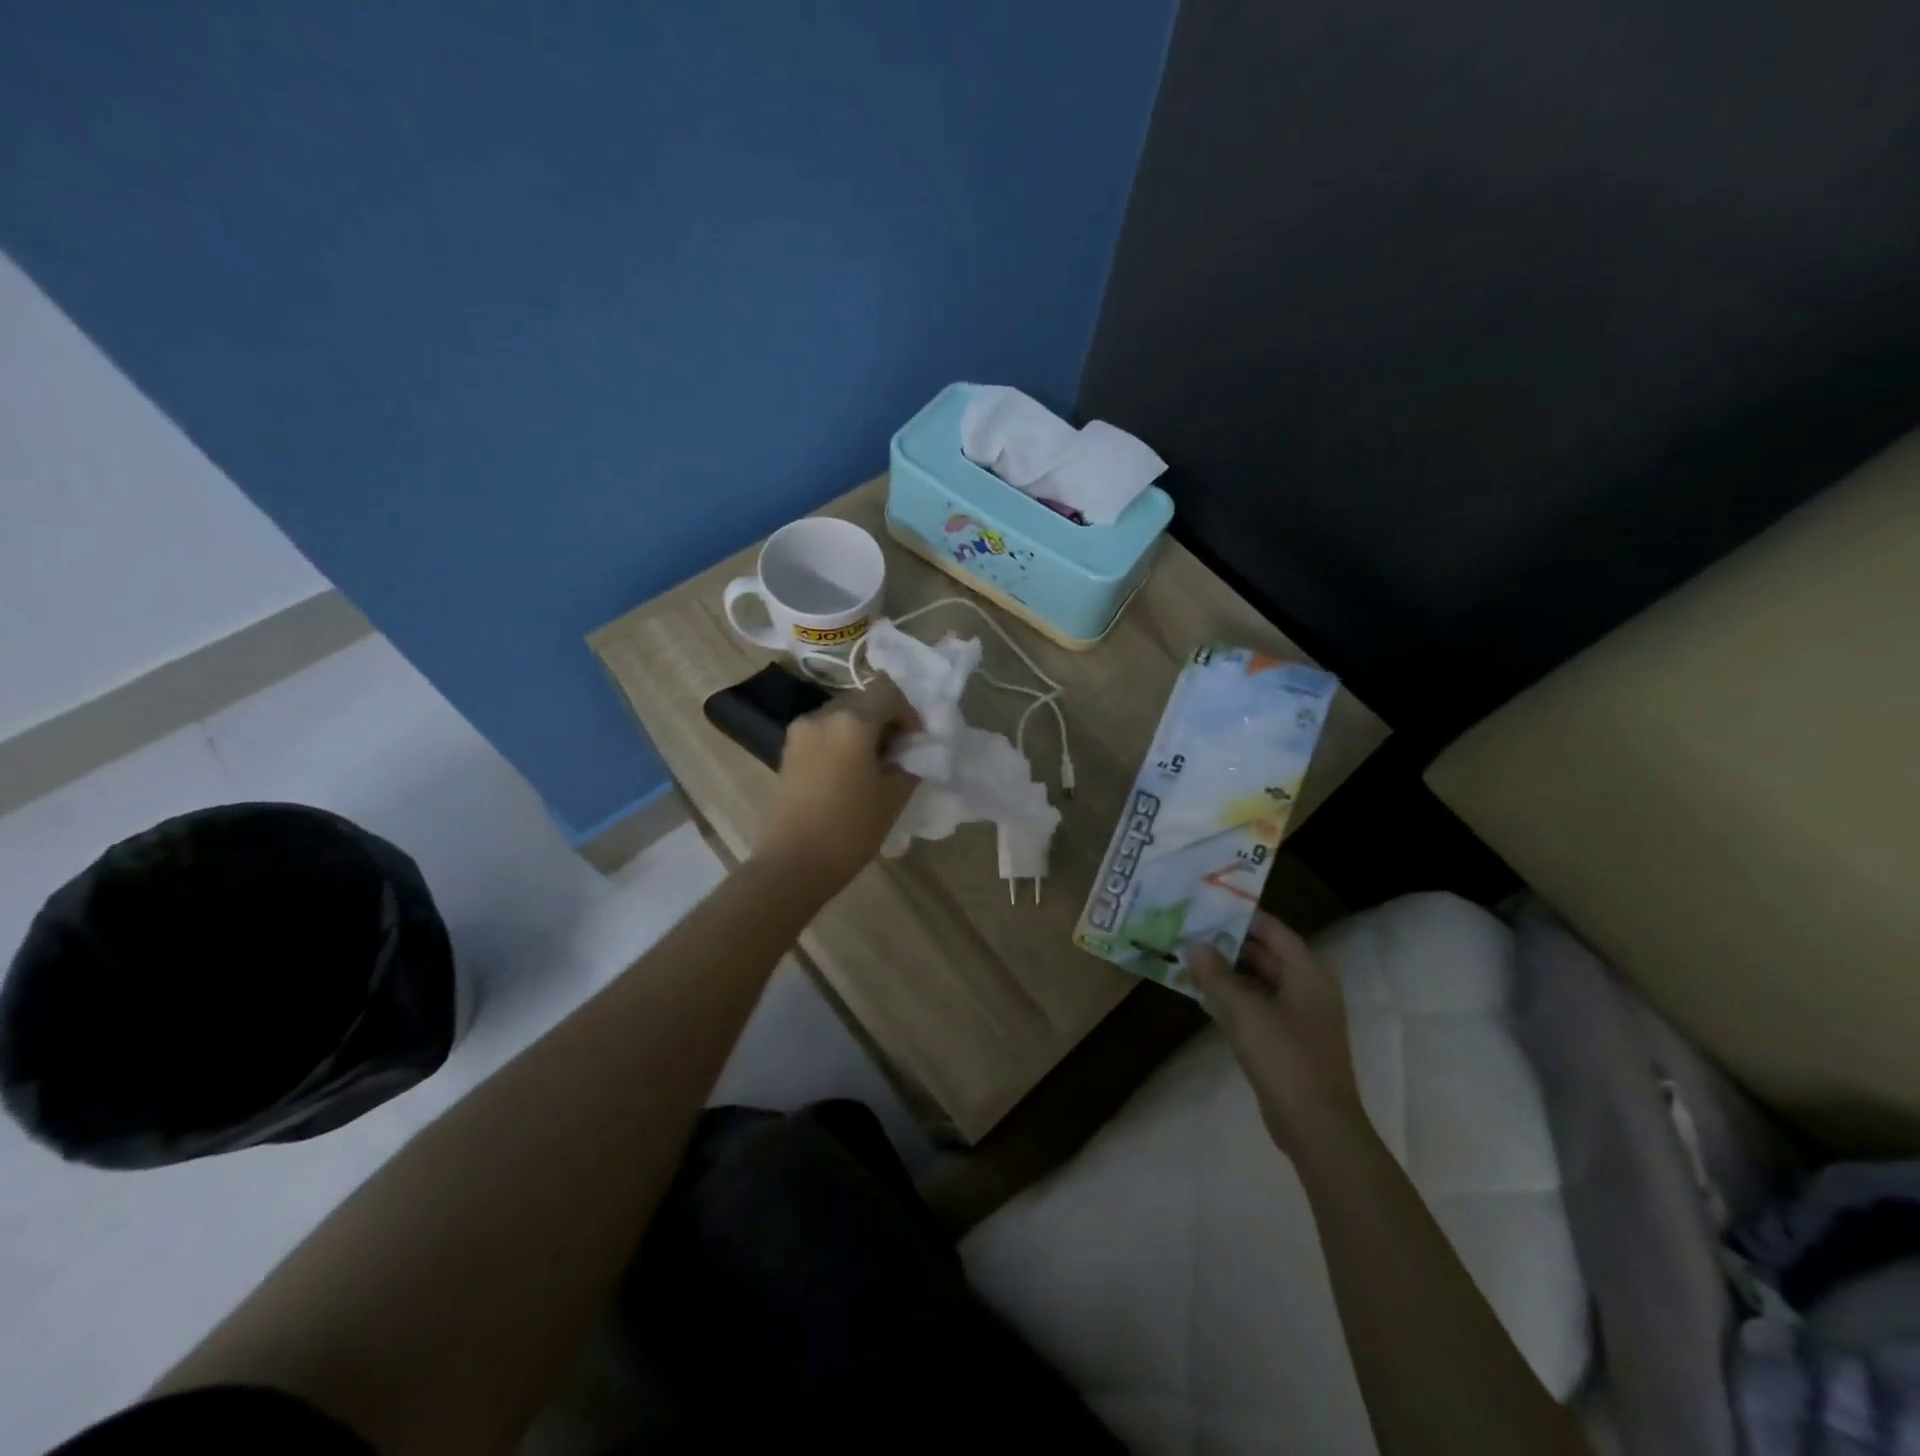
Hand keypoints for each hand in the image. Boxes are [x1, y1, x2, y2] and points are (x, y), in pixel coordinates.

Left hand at [752, 679, 919, 893]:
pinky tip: (850, 773)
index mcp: (851, 721)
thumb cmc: (850, 829)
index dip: (908, 713)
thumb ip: (910, 763)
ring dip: (863, 730)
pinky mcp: (788, 750)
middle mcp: (822, 715)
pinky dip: (843, 741)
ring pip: (842, 715)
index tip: (915, 743)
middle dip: (885, 720)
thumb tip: (910, 750)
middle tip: (899, 754)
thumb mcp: (894, 796)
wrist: (793, 863)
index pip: (888, 692)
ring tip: (874, 765)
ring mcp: (800, 731)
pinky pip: (824, 732)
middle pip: (863, 700)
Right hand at [1190, 912, 1370, 1157]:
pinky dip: (1233, 998)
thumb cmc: (1285, 1058)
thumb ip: (1216, 975)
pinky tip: (1203, 996)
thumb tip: (1194, 944)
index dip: (1242, 916)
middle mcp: (1307, 988)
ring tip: (1189, 958)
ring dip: (1227, 972)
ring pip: (1259, 981)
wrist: (1316, 1126)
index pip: (1273, 930)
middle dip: (1229, 944)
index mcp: (1307, 973)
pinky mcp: (1287, 1041)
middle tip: (1190, 930)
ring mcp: (1299, 1017)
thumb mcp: (1244, 1011)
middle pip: (1265, 954)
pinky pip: (1257, 1007)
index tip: (1207, 904)